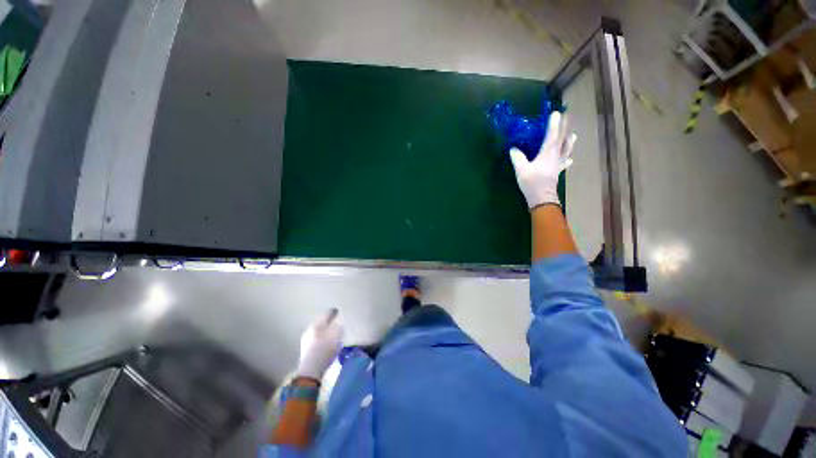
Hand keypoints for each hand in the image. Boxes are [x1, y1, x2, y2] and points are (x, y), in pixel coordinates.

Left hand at [295, 308, 343, 379]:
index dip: (335, 313)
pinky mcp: (306, 351)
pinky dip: (323, 340)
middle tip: (339, 326)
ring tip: (335, 336)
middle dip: (330, 323)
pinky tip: (328, 346)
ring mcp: (306, 340)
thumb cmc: (325, 350)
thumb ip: (338, 322)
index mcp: (316, 323)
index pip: (326, 312)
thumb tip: (339, 315)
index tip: (341, 315)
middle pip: (322, 322)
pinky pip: (317, 340)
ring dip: (327, 332)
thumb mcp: (336, 333)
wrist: (311, 372)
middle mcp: (309, 329)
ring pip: (319, 331)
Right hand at [509, 112, 576, 208]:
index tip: (556, 113)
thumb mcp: (521, 169)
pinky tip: (570, 159)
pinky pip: (564, 163)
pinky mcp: (557, 172)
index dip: (554, 124)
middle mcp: (555, 156)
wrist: (541, 198)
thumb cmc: (532, 182)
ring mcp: (558, 164)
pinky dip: (567, 159)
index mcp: (547, 153)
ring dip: (569, 142)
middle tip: (566, 117)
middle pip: (561, 140)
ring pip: (566, 150)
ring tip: (573, 135)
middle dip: (563, 128)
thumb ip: (517, 157)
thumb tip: (513, 149)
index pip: (552, 135)